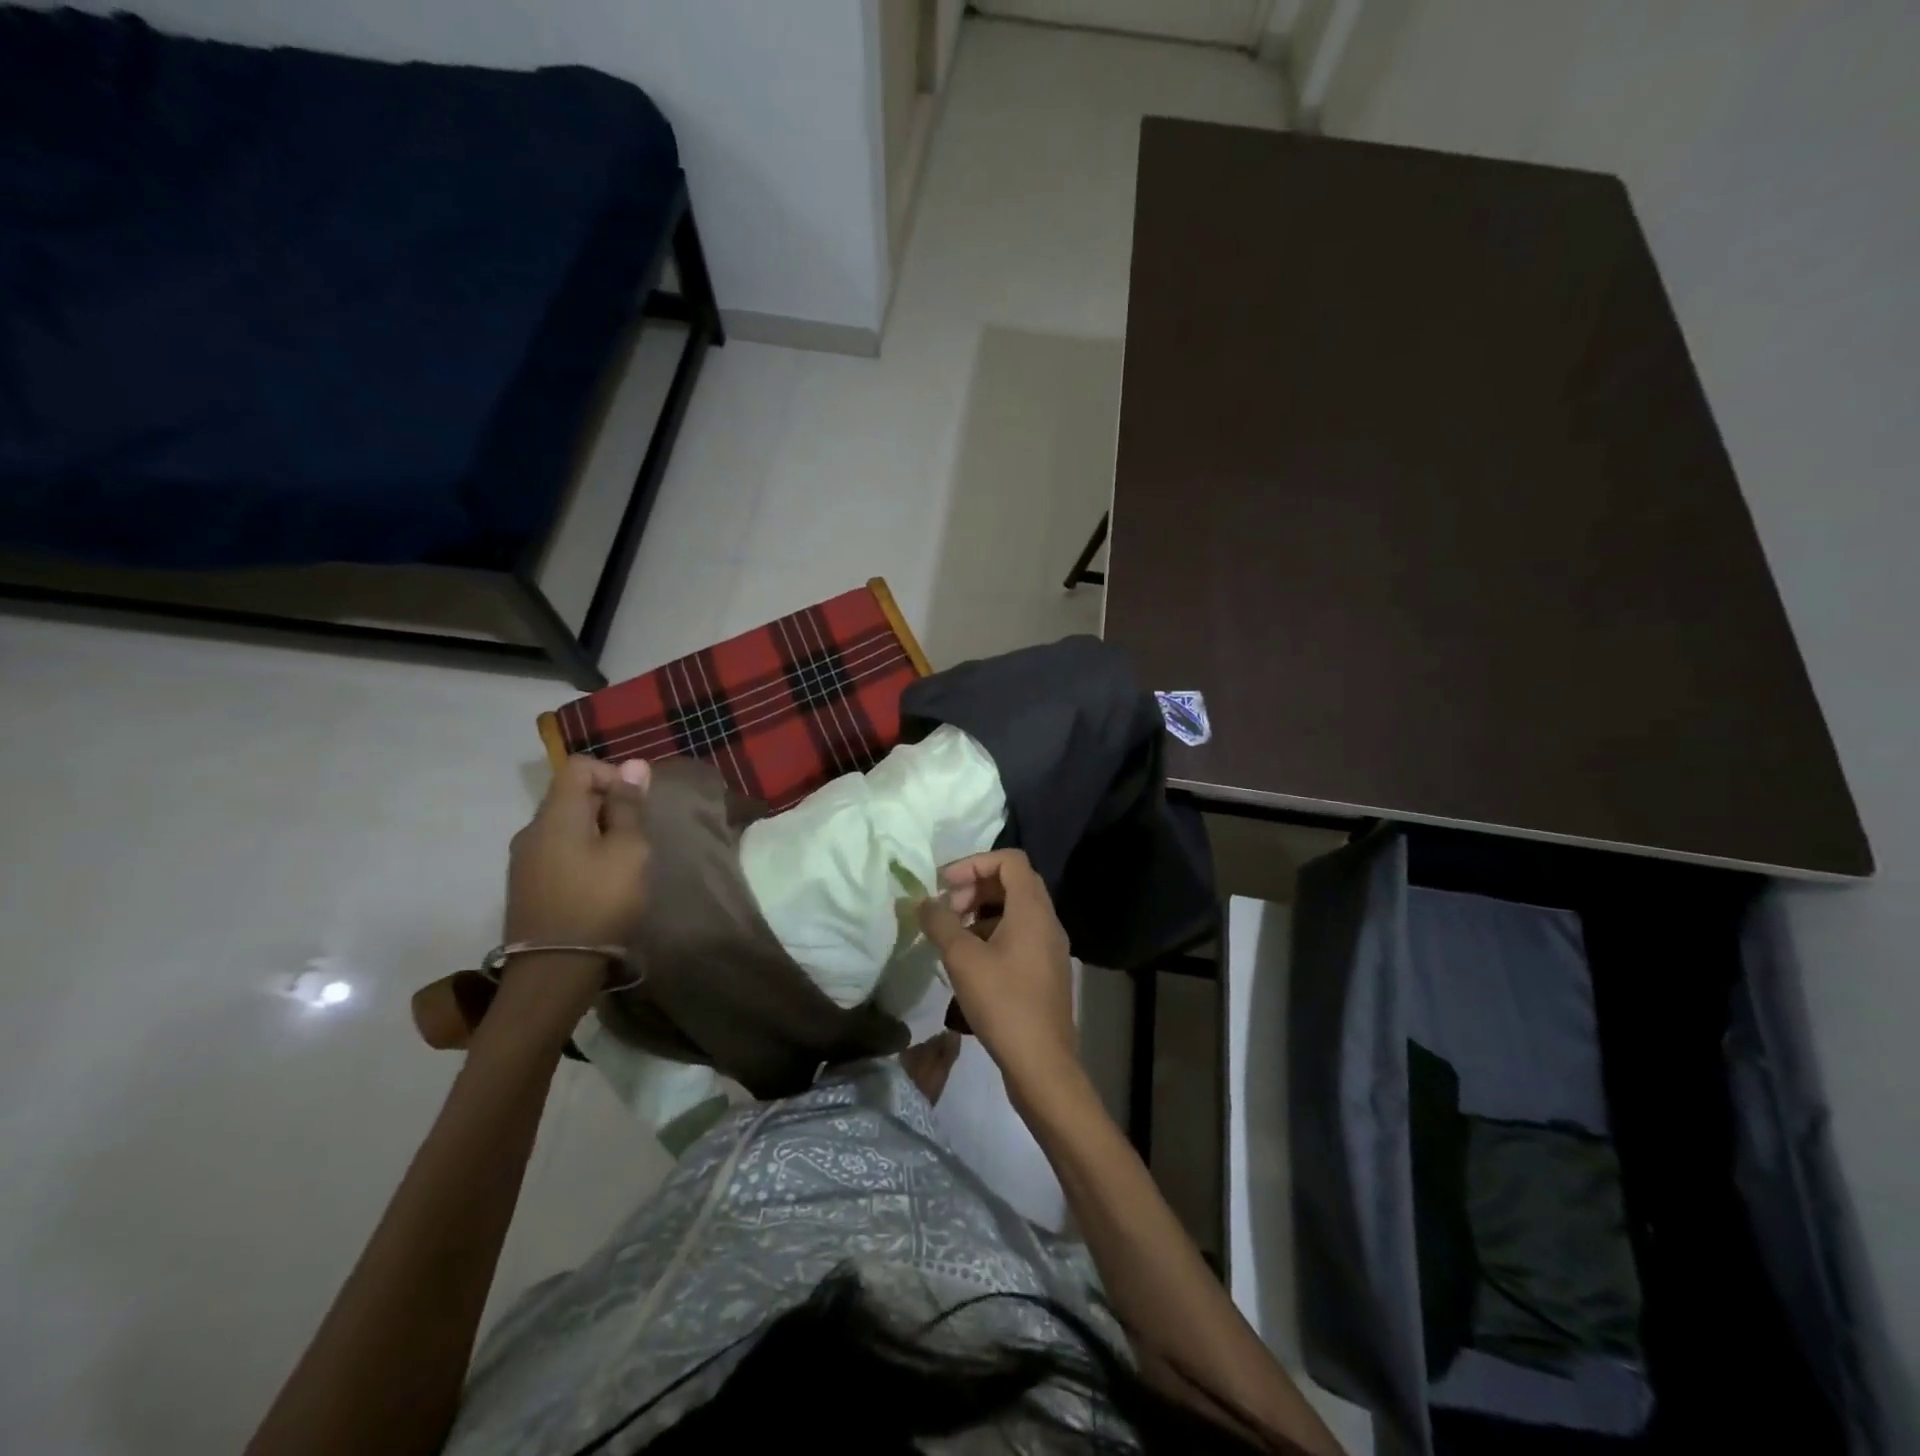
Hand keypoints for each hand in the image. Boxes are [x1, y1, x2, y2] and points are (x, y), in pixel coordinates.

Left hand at [504, 756, 651, 950]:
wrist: (554, 971)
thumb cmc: (600, 901)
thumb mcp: (628, 850)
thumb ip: (629, 807)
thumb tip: (634, 765)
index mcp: (556, 815)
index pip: (579, 767)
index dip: (612, 775)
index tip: (636, 806)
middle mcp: (532, 830)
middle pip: (570, 796)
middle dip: (607, 805)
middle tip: (635, 837)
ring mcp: (524, 859)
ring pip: (564, 826)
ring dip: (595, 832)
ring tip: (621, 862)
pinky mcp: (526, 885)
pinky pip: (556, 851)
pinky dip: (580, 853)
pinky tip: (599, 882)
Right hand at [916, 849, 1080, 1108]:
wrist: (1042, 1064)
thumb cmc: (1003, 1003)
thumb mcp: (963, 959)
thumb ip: (940, 922)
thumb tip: (923, 901)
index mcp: (1033, 909)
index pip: (1009, 860)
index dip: (974, 863)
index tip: (945, 884)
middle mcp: (1047, 921)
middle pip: (1012, 883)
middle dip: (975, 887)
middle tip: (947, 911)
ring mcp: (1050, 947)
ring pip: (1015, 911)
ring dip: (981, 912)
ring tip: (953, 937)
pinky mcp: (1045, 971)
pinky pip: (1019, 935)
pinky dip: (992, 935)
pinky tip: (969, 962)